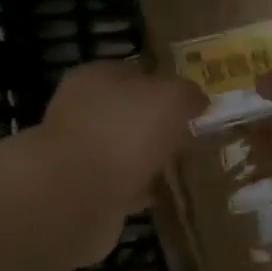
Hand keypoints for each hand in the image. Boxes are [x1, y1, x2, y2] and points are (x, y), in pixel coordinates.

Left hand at [30, 61, 205, 264]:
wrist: (74, 197)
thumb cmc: (122, 132)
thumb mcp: (169, 99)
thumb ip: (186, 94)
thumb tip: (197, 99)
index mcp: (95, 77)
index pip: (134, 73)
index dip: (164, 86)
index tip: (192, 105)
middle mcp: (81, 111)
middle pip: (127, 114)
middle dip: (156, 126)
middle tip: (191, 139)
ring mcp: (78, 154)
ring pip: (122, 151)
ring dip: (147, 160)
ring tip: (181, 169)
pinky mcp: (81, 192)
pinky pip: (119, 186)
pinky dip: (138, 190)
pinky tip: (161, 196)